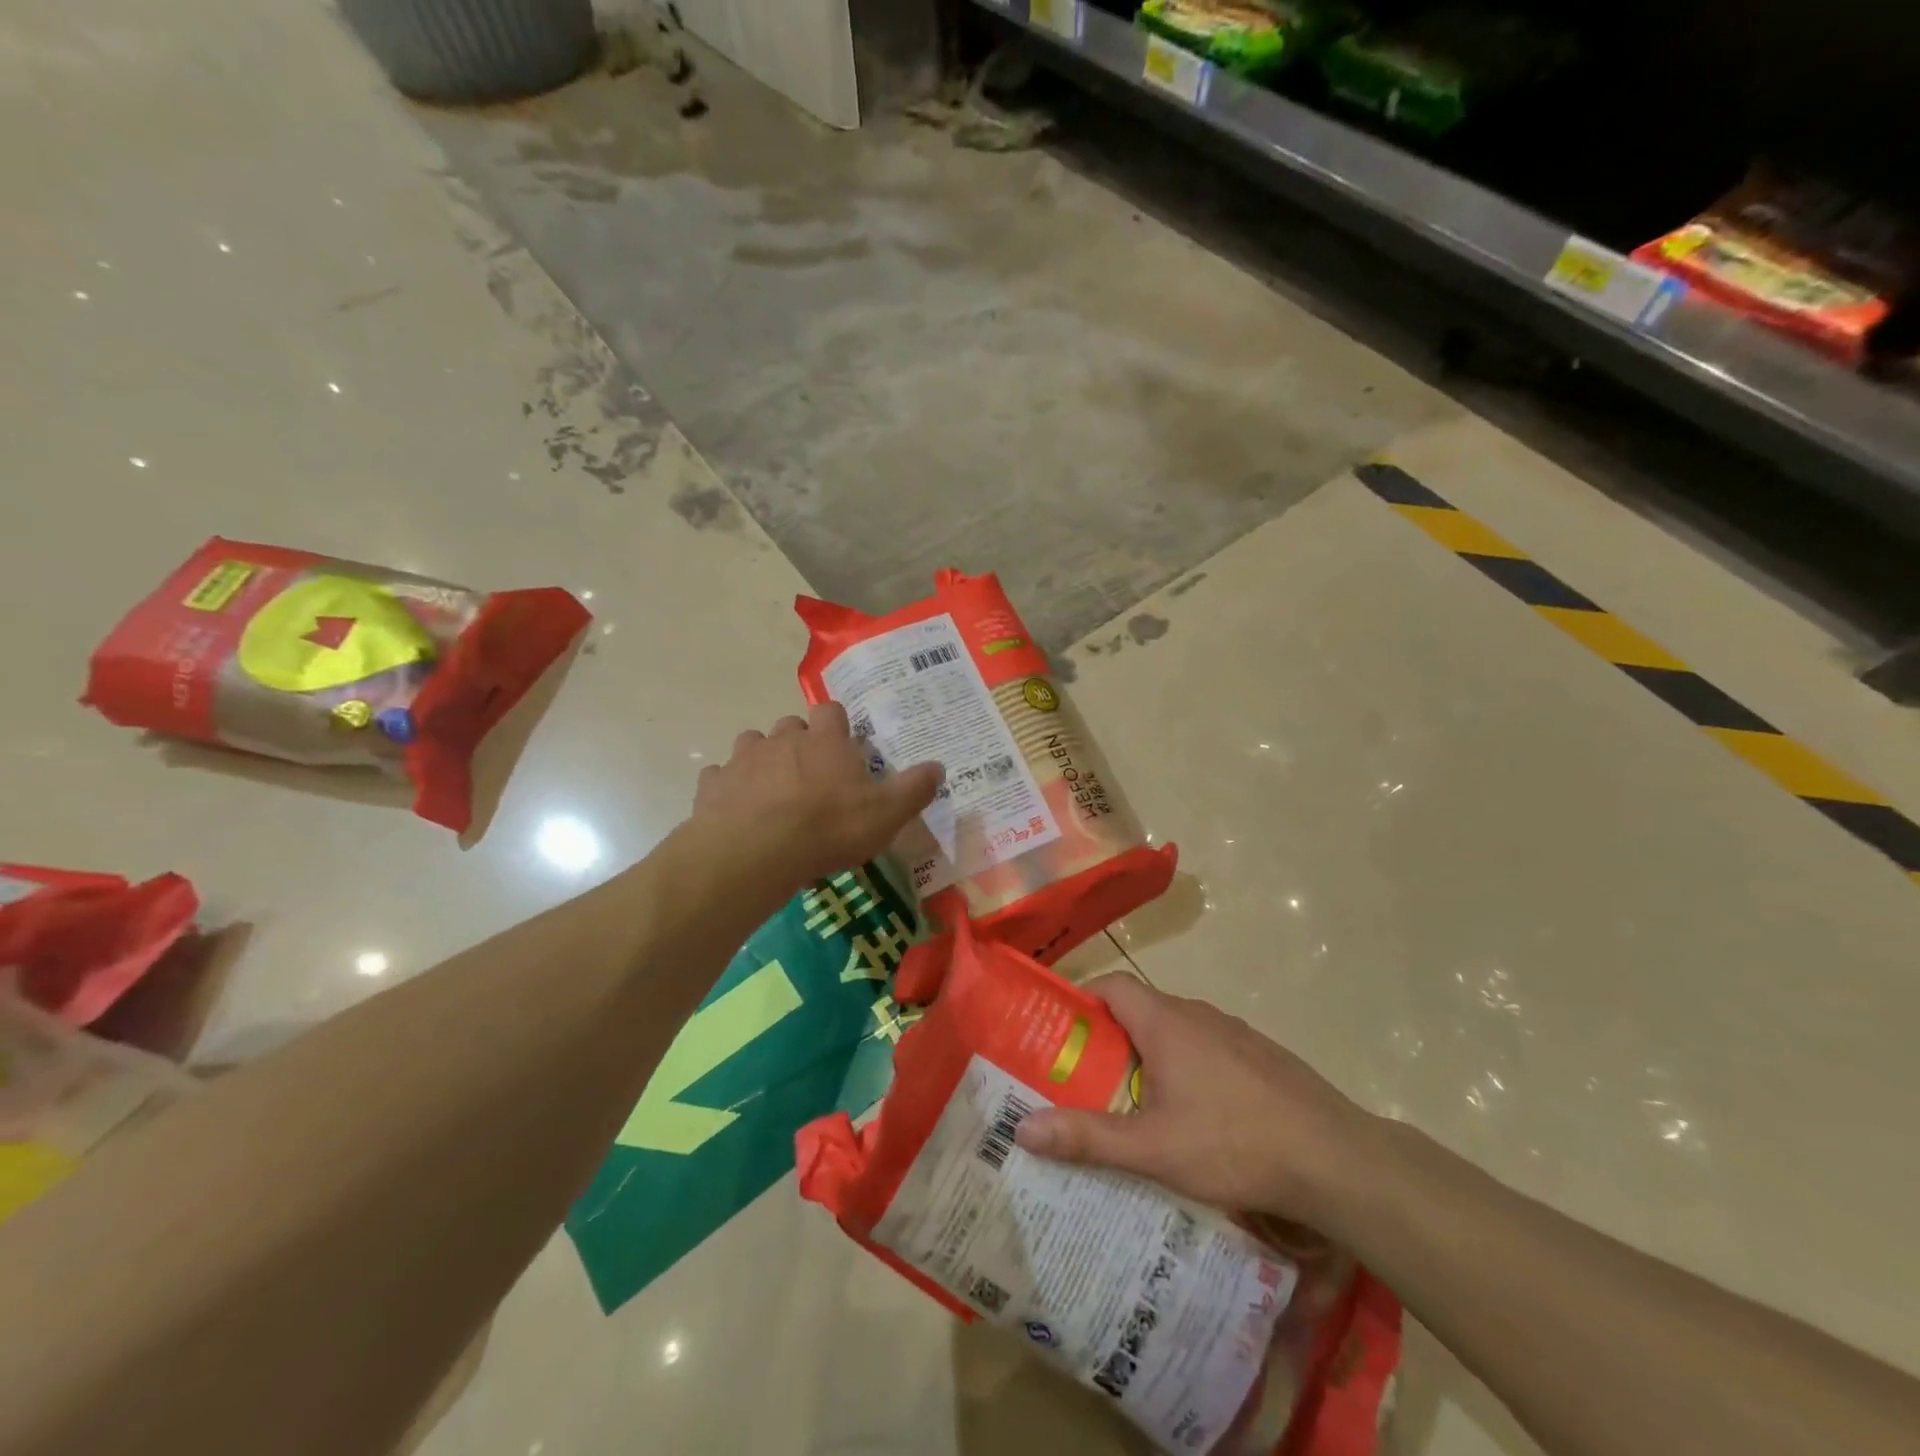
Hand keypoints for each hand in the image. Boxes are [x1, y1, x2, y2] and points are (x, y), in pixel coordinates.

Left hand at [692, 702, 943, 888]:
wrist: (754, 852)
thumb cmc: (827, 828)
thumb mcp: (886, 815)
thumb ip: (914, 789)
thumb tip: (939, 766)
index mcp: (825, 740)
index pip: (831, 711)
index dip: (837, 726)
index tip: (843, 748)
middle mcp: (783, 739)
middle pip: (791, 726)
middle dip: (800, 743)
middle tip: (812, 777)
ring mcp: (744, 758)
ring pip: (753, 744)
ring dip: (763, 761)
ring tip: (773, 792)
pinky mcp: (713, 783)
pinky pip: (721, 776)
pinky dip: (730, 787)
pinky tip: (738, 810)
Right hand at [1014, 974, 1373, 1228]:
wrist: (1336, 1158)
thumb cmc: (1233, 1142)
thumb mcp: (1153, 1147)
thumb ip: (1087, 1136)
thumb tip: (1022, 1129)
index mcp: (1165, 1021)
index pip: (1110, 986)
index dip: (1080, 1002)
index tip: (1058, 1036)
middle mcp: (1197, 1014)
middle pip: (1139, 1010)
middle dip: (1109, 1040)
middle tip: (1086, 1081)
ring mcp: (1234, 1033)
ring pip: (1175, 1032)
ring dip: (1149, 1057)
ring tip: (1134, 1104)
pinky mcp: (1261, 1056)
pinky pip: (1208, 1050)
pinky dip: (1187, 1069)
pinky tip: (1195, 1118)